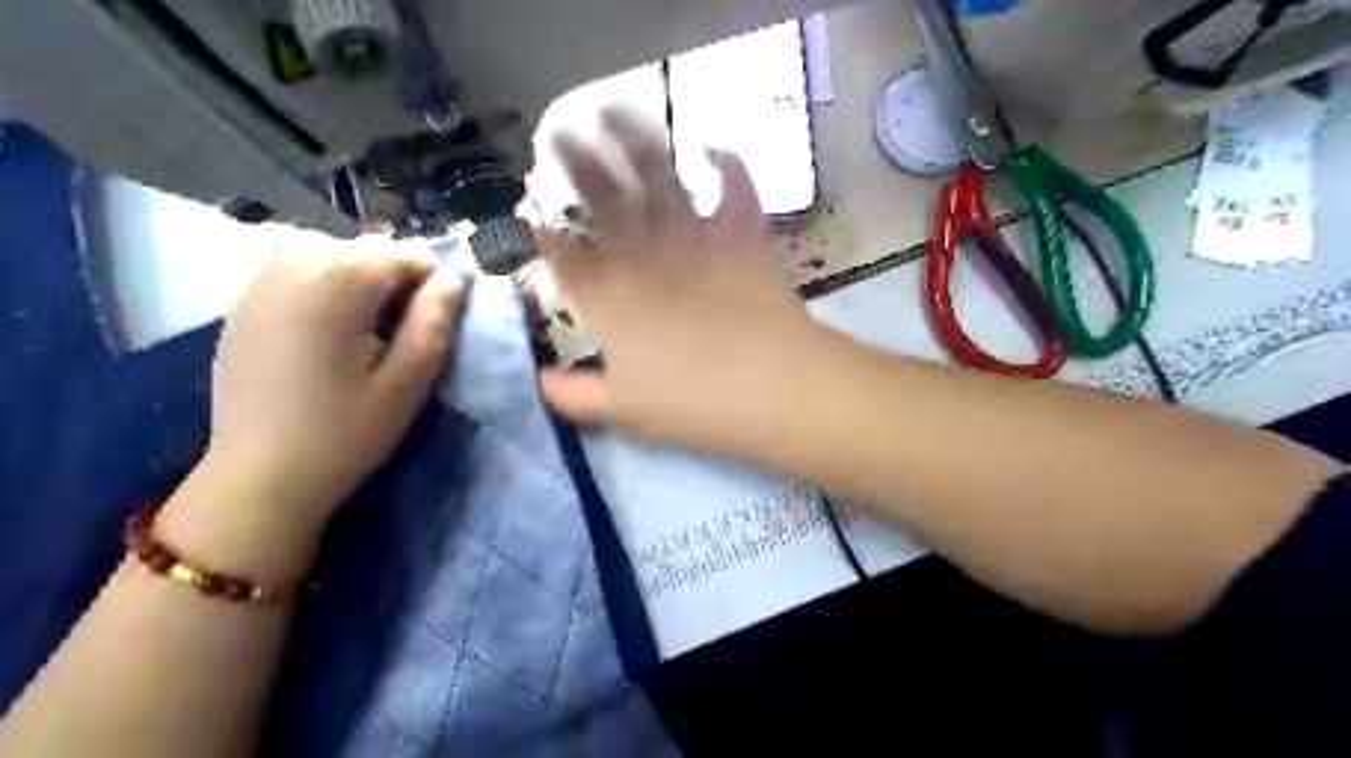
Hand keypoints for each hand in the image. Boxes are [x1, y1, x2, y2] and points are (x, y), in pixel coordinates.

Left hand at [199, 245, 465, 530]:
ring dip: (355, 270)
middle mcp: (290, 272)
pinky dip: (319, 279)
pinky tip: (329, 323)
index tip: (441, 316)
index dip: (431, 278)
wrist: (260, 478)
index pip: (398, 255)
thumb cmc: (344, 433)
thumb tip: (451, 281)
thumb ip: (433, 324)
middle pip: (358, 247)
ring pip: (320, 250)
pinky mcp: (241, 309)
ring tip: (370, 316)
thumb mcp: (406, 384)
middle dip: (393, 273)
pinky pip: (288, 269)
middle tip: (407, 322)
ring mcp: (258, 288)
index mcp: (334, 288)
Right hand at [542, 107, 834, 450]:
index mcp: (612, 298)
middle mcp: (646, 257)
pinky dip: (730, 168)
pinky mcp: (742, 240)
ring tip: (620, 113)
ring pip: (660, 181)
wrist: (771, 388)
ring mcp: (696, 241)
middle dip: (578, 166)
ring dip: (638, 143)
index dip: (544, 235)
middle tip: (561, 135)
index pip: (566, 258)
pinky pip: (736, 193)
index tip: (531, 215)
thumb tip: (539, 383)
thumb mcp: (624, 410)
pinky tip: (717, 150)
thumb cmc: (692, 404)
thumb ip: (576, 395)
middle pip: (605, 202)